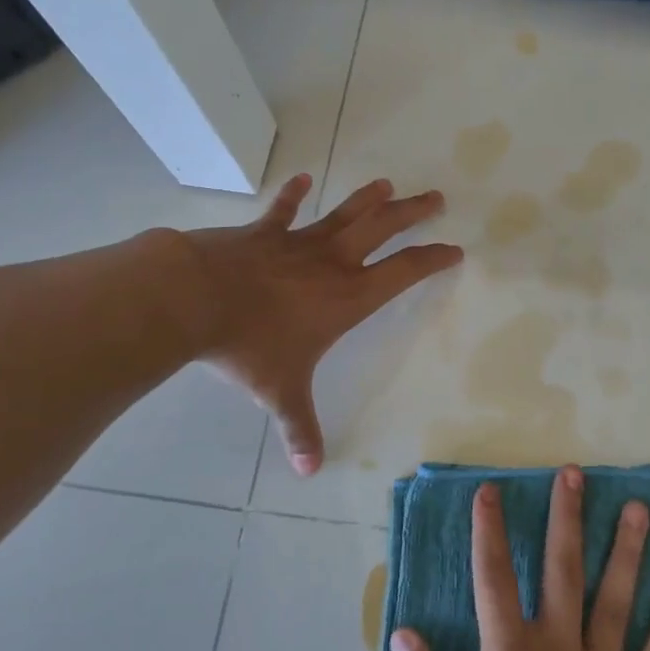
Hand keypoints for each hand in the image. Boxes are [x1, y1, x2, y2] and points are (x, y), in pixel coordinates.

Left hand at [173, 174, 460, 475]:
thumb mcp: (280, 392)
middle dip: (412, 213)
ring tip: (388, 183)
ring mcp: (297, 241)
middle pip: (383, 228)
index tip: (453, 249)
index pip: (403, 273)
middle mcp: (332, 262)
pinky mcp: (263, 233)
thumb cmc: (250, 345)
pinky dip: (293, 195)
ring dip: (368, 198)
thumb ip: (299, 428)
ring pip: (343, 213)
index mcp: (348, 296)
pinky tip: (302, 179)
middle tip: (436, 198)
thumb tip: (310, 471)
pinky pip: (283, 211)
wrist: (196, 298)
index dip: (432, 260)